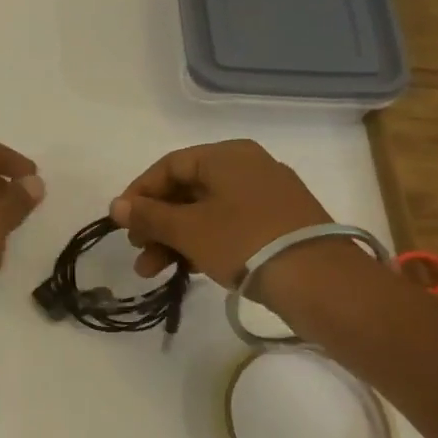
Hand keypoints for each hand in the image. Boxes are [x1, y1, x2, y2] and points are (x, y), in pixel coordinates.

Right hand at [109, 140, 331, 289]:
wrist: (321, 283)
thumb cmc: (244, 242)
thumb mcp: (187, 229)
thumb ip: (148, 216)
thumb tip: (116, 206)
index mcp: (227, 155)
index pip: (168, 166)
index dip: (139, 193)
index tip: (121, 222)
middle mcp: (249, 167)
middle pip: (186, 191)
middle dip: (156, 224)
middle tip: (138, 250)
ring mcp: (268, 197)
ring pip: (206, 212)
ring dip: (175, 239)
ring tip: (154, 272)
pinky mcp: (280, 225)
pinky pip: (229, 226)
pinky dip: (203, 243)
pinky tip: (188, 269)